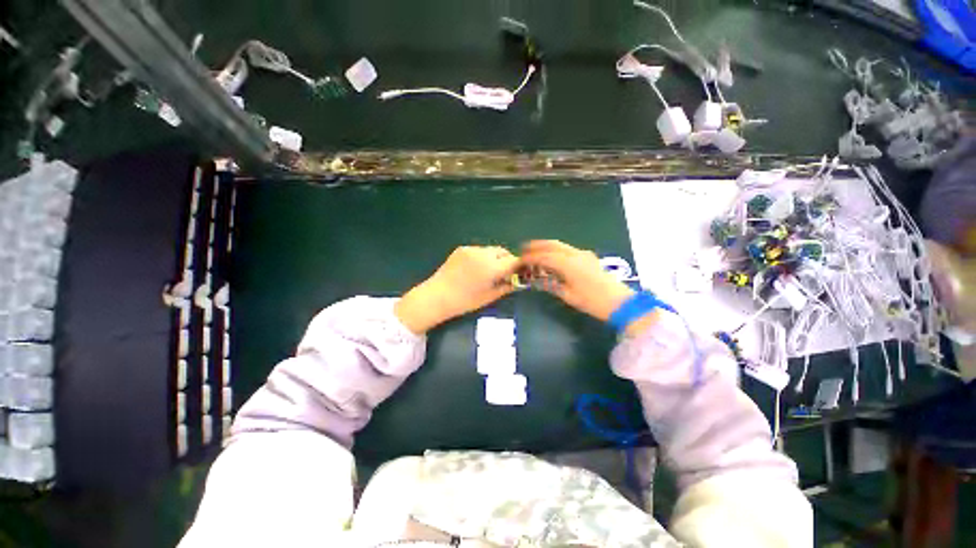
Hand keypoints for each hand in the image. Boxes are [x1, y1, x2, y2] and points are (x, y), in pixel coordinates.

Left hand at [395, 246, 520, 333]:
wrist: (436, 296)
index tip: (520, 273)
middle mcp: (483, 254)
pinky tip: (476, 268)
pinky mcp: (462, 248)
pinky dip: (483, 257)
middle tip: (504, 274)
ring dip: (495, 258)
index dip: (519, 266)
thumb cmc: (464, 301)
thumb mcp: (489, 297)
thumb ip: (506, 287)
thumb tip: (518, 282)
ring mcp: (471, 249)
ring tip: (489, 271)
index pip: (513, 260)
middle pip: (503, 252)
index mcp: (491, 267)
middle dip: (507, 261)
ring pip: (492, 250)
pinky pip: (479, 250)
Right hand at [521, 240, 634, 321]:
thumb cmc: (592, 301)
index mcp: (568, 263)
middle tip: (524, 248)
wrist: (620, 302)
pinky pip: (568, 249)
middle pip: (552, 245)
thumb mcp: (568, 295)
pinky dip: (557, 250)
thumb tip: (537, 280)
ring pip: (561, 245)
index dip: (530, 258)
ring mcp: (583, 254)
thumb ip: (551, 284)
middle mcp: (575, 254)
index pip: (544, 257)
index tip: (520, 260)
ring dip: (547, 246)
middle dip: (537, 245)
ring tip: (535, 251)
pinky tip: (553, 257)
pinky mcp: (589, 258)